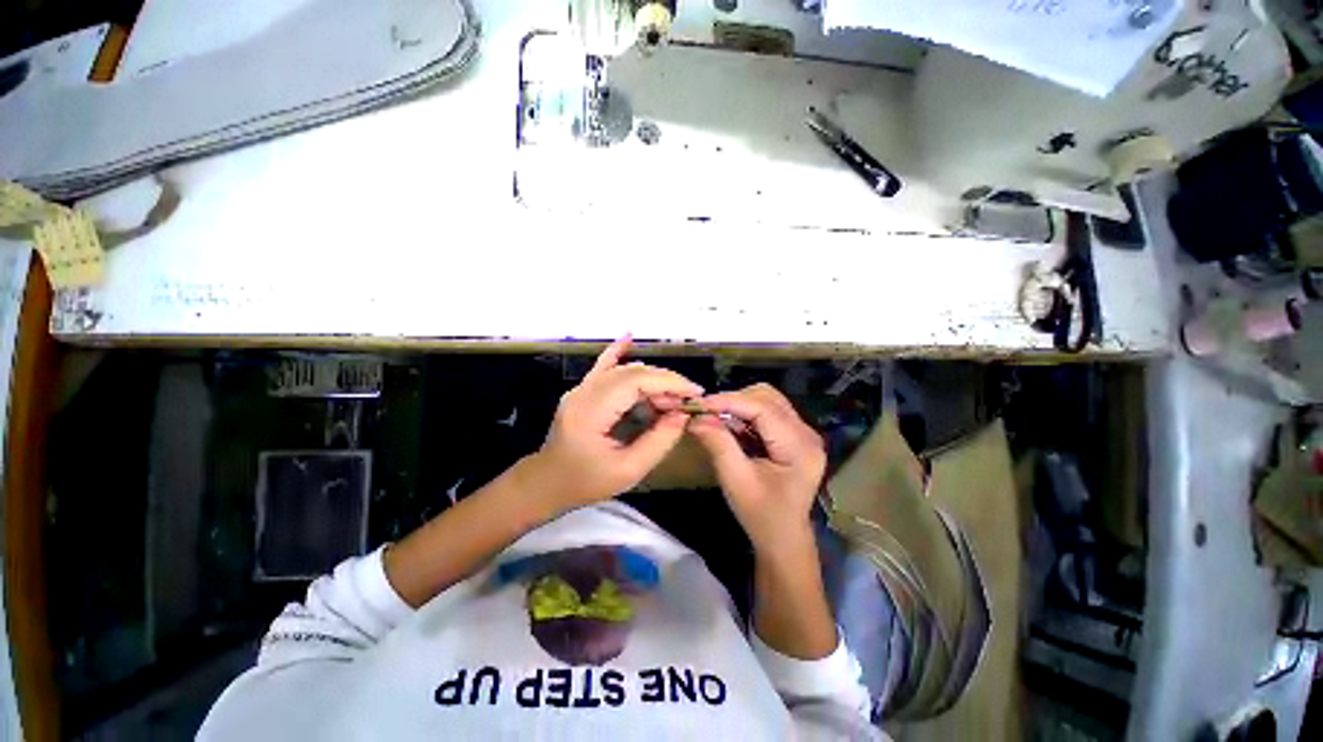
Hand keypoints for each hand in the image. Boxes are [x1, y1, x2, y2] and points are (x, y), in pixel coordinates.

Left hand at [532, 337, 703, 510]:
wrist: (546, 483)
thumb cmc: (585, 483)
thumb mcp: (628, 471)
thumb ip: (658, 441)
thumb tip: (682, 415)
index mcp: (591, 412)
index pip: (636, 382)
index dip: (669, 382)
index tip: (694, 393)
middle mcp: (584, 392)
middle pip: (631, 373)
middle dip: (664, 382)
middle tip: (685, 402)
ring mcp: (581, 389)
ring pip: (623, 370)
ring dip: (652, 379)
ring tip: (671, 398)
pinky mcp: (583, 390)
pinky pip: (603, 366)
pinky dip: (618, 352)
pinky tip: (629, 337)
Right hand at [688, 384, 825, 554]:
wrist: (783, 539)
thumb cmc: (761, 516)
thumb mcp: (736, 481)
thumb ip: (718, 444)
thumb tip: (696, 417)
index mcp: (799, 446)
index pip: (762, 408)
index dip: (729, 401)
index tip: (699, 404)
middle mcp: (806, 433)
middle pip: (767, 397)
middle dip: (734, 400)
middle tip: (706, 413)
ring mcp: (802, 432)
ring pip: (767, 400)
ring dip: (739, 405)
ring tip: (716, 419)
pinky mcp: (794, 435)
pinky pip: (767, 411)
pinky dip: (745, 413)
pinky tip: (730, 426)